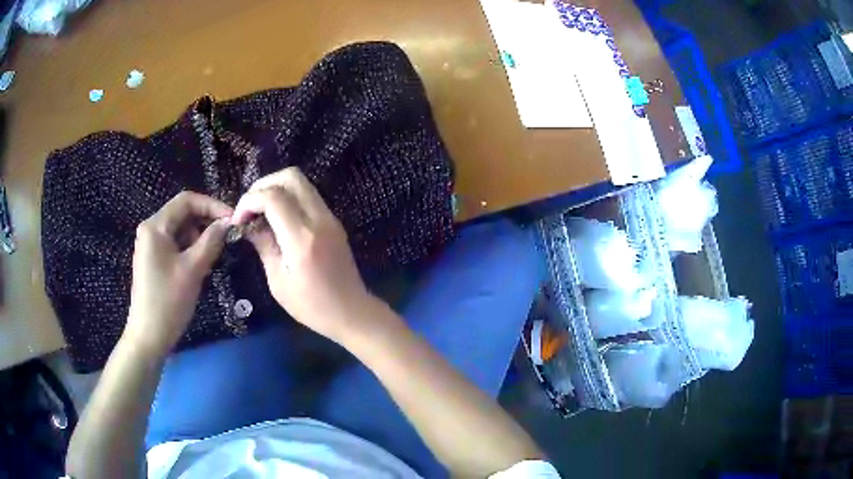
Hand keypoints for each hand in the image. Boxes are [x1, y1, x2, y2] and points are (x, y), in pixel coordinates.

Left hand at [124, 191, 232, 355]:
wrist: (148, 336)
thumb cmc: (168, 301)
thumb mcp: (193, 269)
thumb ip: (211, 241)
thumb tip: (228, 222)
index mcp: (155, 226)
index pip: (186, 201)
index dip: (211, 205)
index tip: (232, 220)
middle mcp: (151, 230)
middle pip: (183, 214)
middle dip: (206, 222)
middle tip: (227, 238)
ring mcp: (151, 246)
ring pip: (181, 230)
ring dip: (199, 238)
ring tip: (214, 257)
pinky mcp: (154, 260)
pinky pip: (176, 245)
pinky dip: (190, 250)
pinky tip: (200, 266)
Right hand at [232, 167, 379, 342]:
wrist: (352, 312)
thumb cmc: (312, 306)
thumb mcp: (278, 281)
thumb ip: (263, 245)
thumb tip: (247, 223)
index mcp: (302, 239)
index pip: (273, 197)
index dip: (249, 200)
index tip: (238, 219)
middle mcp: (319, 220)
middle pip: (291, 177)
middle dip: (263, 184)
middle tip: (249, 207)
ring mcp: (330, 218)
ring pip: (302, 182)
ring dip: (276, 188)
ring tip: (260, 211)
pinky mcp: (334, 221)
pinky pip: (309, 196)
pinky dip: (289, 197)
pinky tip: (277, 218)